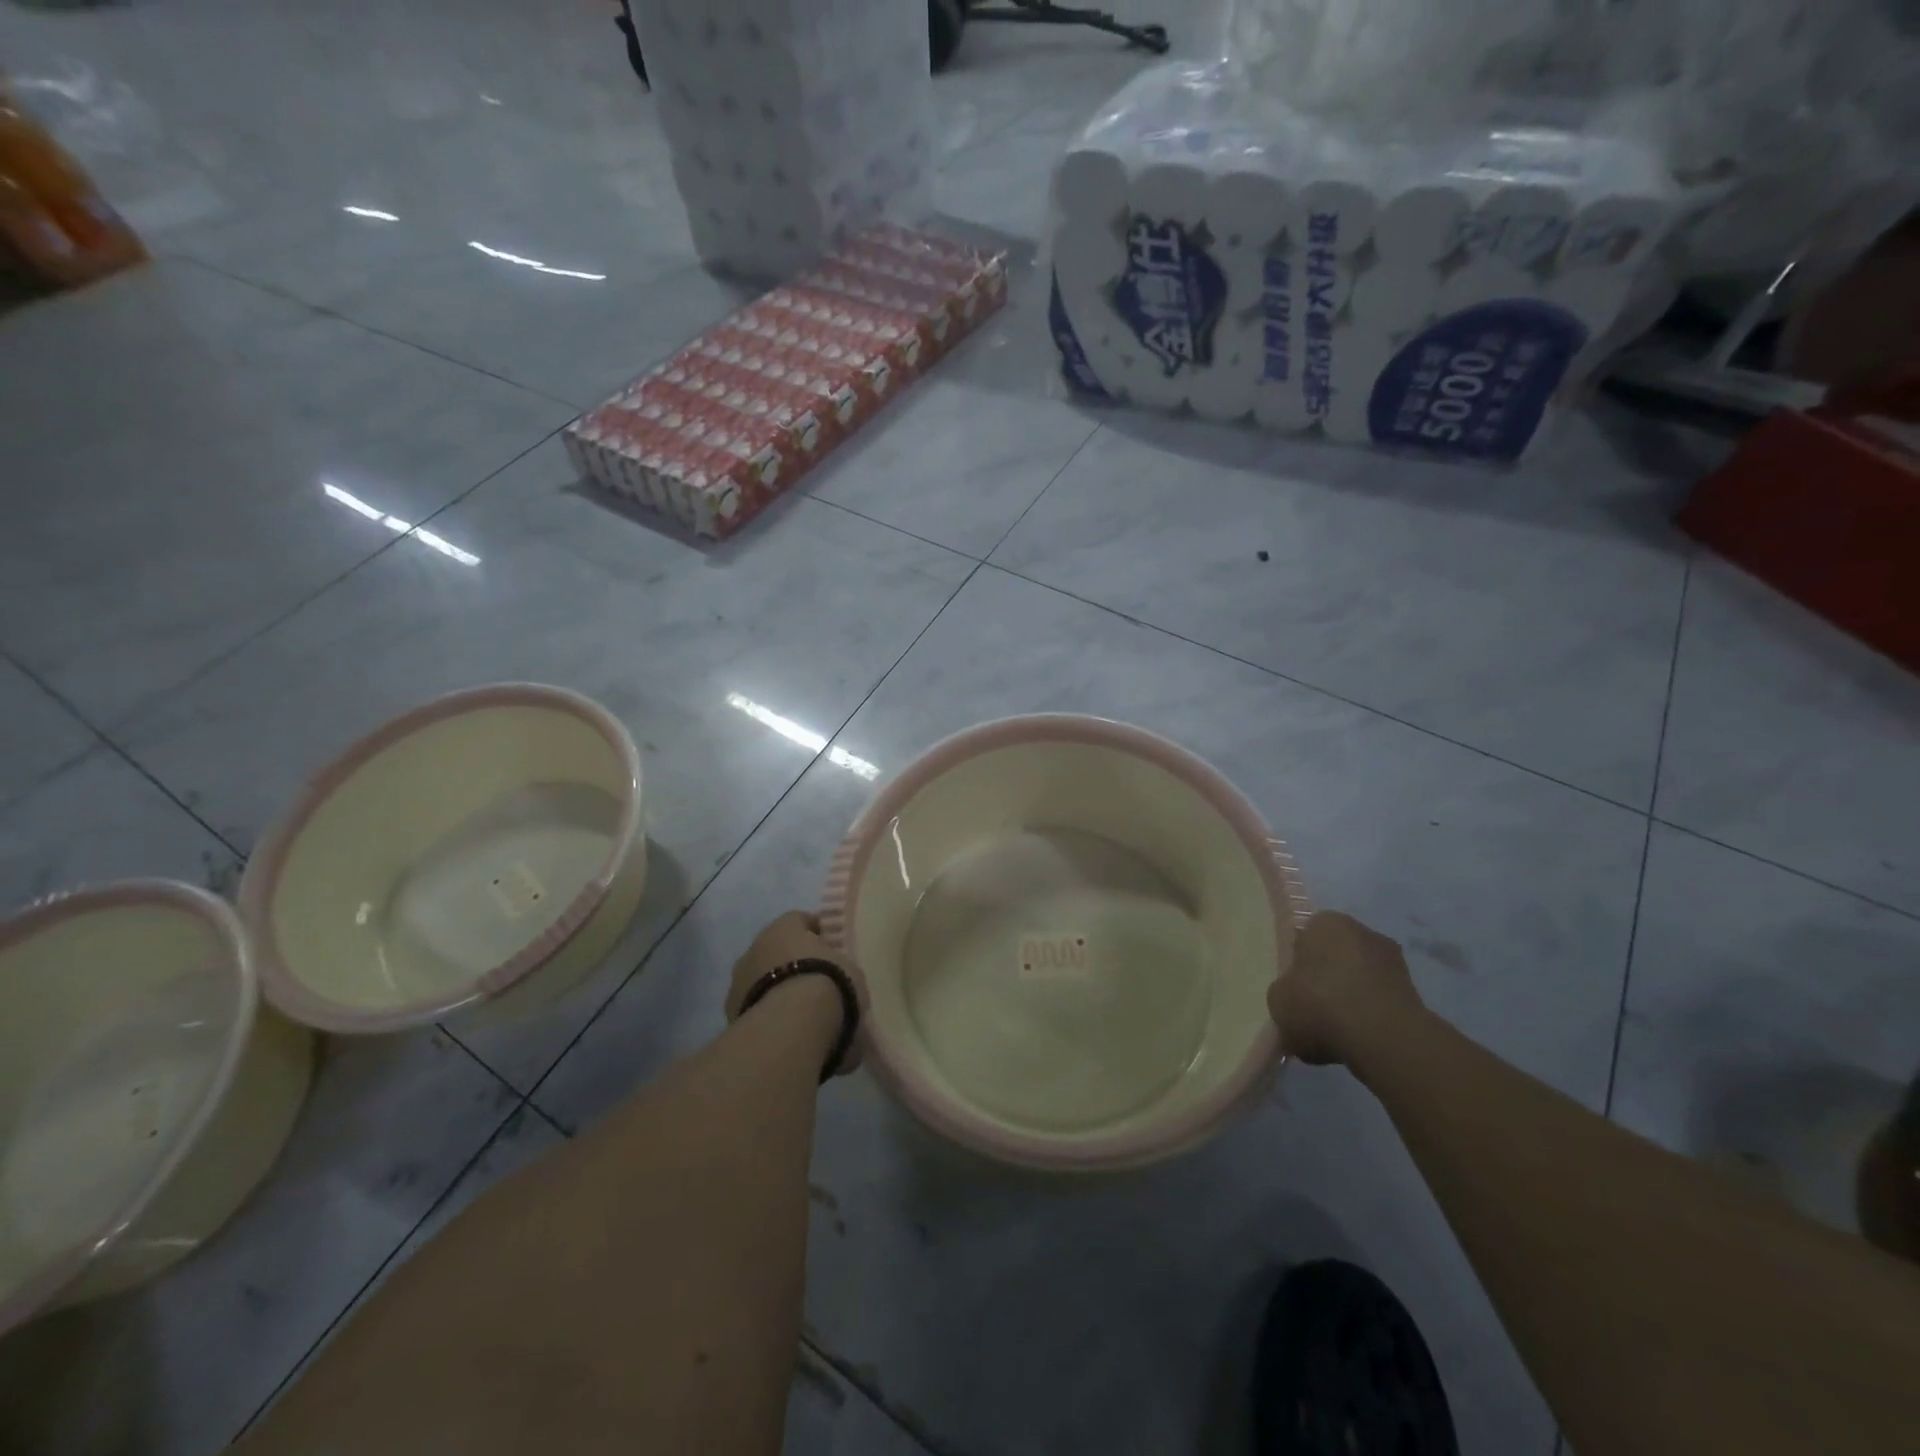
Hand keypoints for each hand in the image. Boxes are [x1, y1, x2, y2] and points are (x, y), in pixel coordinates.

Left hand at [728, 911, 867, 1074]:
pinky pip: (754, 1009)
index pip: (798, 920)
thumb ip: (837, 966)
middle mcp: (755, 948)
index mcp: (784, 928)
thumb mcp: (849, 969)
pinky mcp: (730, 1016)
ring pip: (759, 981)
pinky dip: (767, 1015)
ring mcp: (737, 983)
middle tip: (812, 980)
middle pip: (774, 950)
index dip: (813, 932)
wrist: (792, 1027)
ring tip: (798, 1012)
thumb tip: (836, 973)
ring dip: (775, 990)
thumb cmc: (828, 984)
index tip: (826, 945)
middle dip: (790, 963)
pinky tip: (784, 1030)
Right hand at [1268, 911, 1423, 1066]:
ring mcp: (1395, 963)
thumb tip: (1295, 998)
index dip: (1298, 964)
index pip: (1306, 937)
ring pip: (1360, 981)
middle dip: (1327, 980)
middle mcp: (1364, 932)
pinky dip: (1370, 1019)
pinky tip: (1357, 1041)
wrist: (1383, 1040)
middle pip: (1336, 957)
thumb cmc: (1320, 1005)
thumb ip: (1285, 991)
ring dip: (1350, 1000)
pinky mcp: (1416, 995)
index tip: (1294, 989)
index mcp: (1326, 922)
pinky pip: (1380, 1004)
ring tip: (1335, 1033)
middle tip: (1312, 1009)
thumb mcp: (1278, 998)